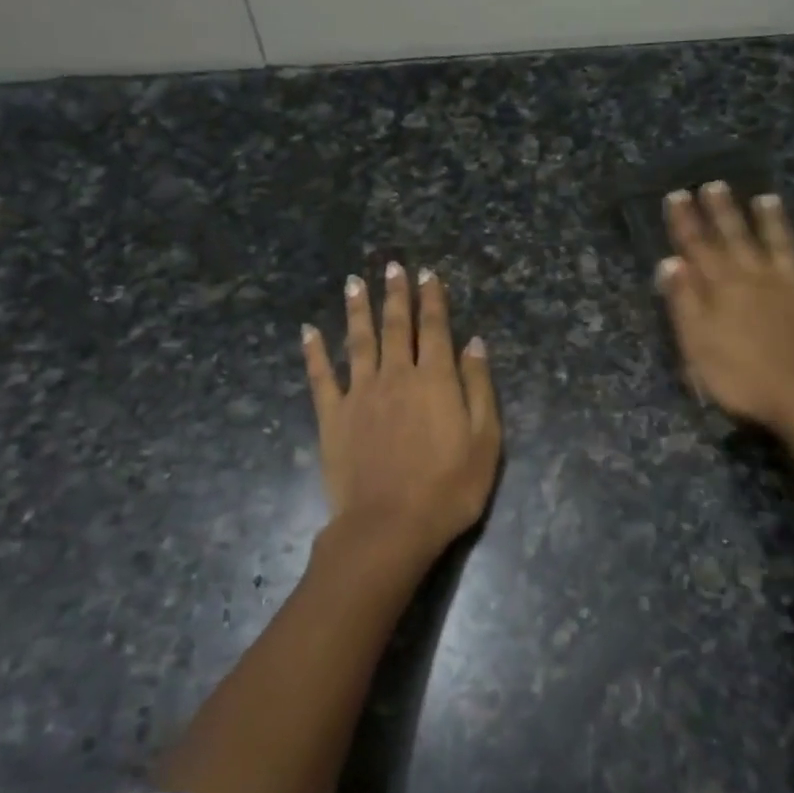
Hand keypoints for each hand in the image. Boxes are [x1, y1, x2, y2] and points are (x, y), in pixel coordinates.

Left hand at [302, 262, 500, 568]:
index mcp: (434, 379)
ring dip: (357, 309)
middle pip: (395, 326)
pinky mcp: (333, 416)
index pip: (434, 327)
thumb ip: (479, 387)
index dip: (432, 299)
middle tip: (391, 266)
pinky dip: (314, 352)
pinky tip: (308, 331)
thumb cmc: (448, 488)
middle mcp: (395, 375)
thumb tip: (474, 344)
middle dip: (395, 294)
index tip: (427, 274)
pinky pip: (321, 376)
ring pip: (358, 340)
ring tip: (354, 282)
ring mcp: (360, 394)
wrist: (390, 526)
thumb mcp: (485, 440)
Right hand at [657, 183, 793, 432]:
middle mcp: (758, 278)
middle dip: (723, 211)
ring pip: (781, 245)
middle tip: (714, 184)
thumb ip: (684, 302)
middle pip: (737, 238)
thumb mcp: (697, 345)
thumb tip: (670, 262)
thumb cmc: (742, 378)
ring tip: (766, 198)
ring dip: (772, 221)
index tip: (677, 195)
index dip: (686, 221)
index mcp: (724, 288)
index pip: (698, 247)